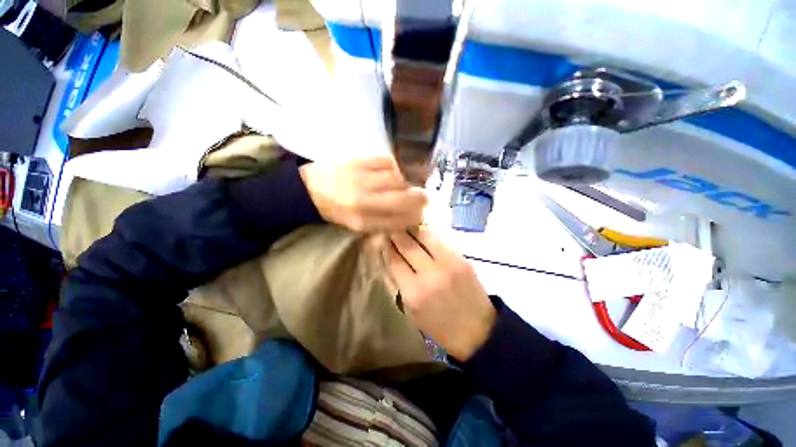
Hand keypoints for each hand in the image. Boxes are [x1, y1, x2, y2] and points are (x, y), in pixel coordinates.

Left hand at [299, 156, 426, 232]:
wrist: (309, 190)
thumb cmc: (336, 211)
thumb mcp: (358, 225)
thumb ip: (384, 224)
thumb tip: (410, 217)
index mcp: (363, 221)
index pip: (400, 220)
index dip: (415, 217)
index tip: (420, 214)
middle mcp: (364, 201)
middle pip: (404, 198)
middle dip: (420, 199)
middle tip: (424, 197)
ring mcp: (361, 178)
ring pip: (398, 179)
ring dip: (405, 182)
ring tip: (401, 184)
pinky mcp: (358, 160)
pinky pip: (388, 161)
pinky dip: (394, 167)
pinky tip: (391, 171)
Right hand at [387, 228, 495, 360]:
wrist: (478, 331)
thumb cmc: (438, 326)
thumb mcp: (410, 311)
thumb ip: (397, 283)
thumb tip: (387, 258)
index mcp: (414, 293)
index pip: (394, 260)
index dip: (386, 247)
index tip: (381, 238)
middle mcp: (430, 274)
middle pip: (407, 244)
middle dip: (396, 233)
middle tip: (391, 227)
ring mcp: (448, 263)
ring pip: (423, 236)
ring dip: (411, 229)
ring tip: (405, 225)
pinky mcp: (461, 258)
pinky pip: (439, 239)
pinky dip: (427, 234)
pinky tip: (422, 231)